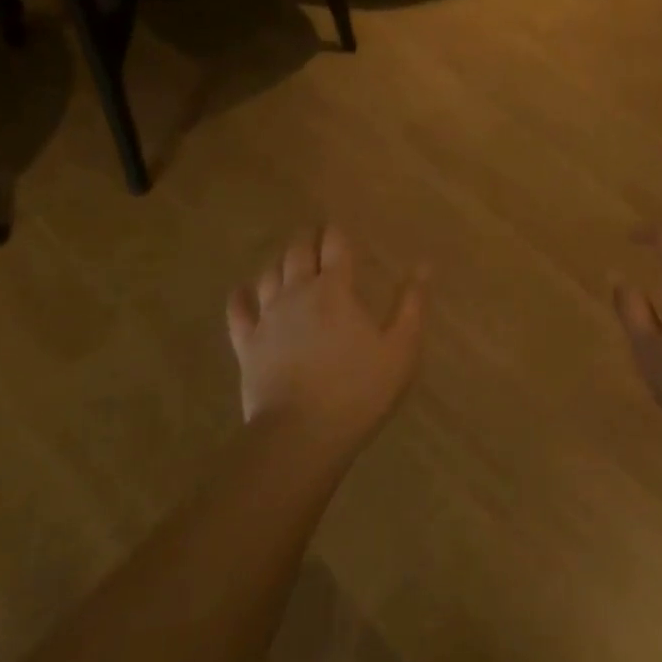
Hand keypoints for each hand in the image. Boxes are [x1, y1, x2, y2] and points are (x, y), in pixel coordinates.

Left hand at [227, 226, 428, 451]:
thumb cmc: (359, 390)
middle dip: (307, 237)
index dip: (337, 231)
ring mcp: (268, 318)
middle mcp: (298, 293)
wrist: (301, 434)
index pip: (335, 245)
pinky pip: (238, 311)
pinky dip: (240, 296)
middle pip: (298, 251)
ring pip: (269, 274)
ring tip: (288, 259)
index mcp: (335, 290)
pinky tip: (242, 290)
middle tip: (314, 233)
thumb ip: (412, 304)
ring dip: (280, 261)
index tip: (339, 226)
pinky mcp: (247, 344)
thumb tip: (424, 265)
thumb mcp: (401, 349)